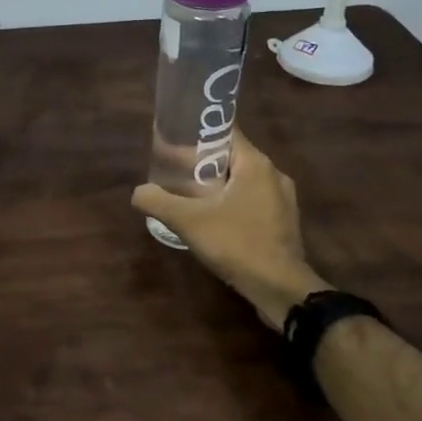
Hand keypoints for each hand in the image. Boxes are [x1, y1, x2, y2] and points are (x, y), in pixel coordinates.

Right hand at [131, 131, 327, 331]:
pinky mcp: (283, 221)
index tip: (174, 139)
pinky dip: (232, 202)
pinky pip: (252, 200)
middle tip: (174, 170)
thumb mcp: (188, 221)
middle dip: (203, 161)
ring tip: (189, 194)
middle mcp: (273, 174)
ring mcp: (282, 199)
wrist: (281, 289)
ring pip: (243, 180)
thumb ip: (158, 201)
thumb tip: (138, 192)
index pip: (225, 131)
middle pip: (232, 156)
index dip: (198, 132)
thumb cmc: (237, 244)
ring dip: (218, 184)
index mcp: (256, 164)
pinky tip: (213, 218)